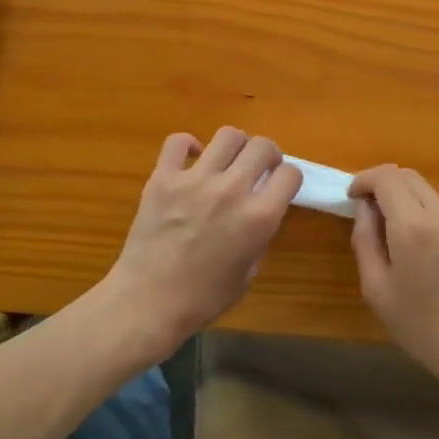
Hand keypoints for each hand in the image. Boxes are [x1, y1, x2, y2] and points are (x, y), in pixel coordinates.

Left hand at [99, 127, 301, 362]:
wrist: (147, 303)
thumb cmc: (202, 299)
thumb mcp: (247, 274)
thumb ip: (258, 239)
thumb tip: (256, 217)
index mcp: (259, 217)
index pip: (290, 174)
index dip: (288, 179)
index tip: (280, 185)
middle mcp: (232, 190)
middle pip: (263, 146)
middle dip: (267, 154)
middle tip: (258, 168)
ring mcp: (195, 179)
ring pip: (227, 135)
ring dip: (235, 145)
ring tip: (228, 160)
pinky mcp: (163, 178)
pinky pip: (178, 142)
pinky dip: (187, 144)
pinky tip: (191, 158)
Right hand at [349, 165, 438, 389]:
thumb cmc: (425, 329)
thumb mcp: (378, 290)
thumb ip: (365, 240)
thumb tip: (363, 208)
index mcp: (414, 227)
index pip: (386, 177)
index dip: (364, 179)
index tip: (353, 197)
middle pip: (409, 177)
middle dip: (385, 185)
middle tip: (371, 211)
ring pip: (431, 195)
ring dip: (409, 202)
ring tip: (399, 238)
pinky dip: (431, 219)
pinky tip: (430, 255)